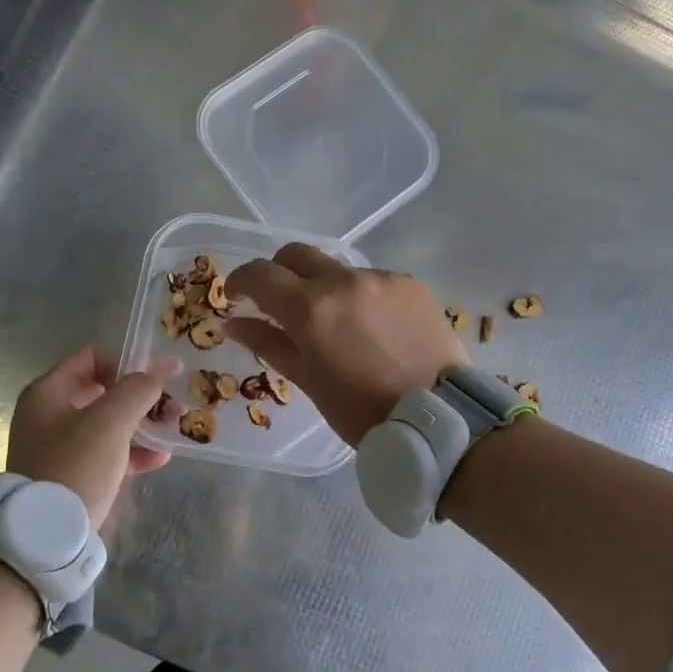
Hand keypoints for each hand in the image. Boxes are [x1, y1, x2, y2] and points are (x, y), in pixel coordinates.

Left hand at [7, 347, 180, 524]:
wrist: (47, 535)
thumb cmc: (76, 465)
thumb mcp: (110, 421)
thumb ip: (137, 389)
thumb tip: (156, 375)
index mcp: (48, 392)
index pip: (92, 358)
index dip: (127, 363)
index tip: (156, 380)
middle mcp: (49, 415)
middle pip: (103, 392)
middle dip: (141, 397)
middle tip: (171, 406)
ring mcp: (59, 447)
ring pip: (108, 424)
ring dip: (142, 424)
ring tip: (172, 430)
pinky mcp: (71, 475)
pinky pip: (107, 453)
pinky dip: (132, 452)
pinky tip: (160, 458)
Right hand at [225, 245, 467, 445]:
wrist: (437, 417)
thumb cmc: (362, 410)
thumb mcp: (308, 381)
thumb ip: (269, 344)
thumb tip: (234, 324)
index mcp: (310, 309)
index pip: (260, 274)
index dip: (241, 280)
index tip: (237, 295)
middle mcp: (343, 281)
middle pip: (296, 254)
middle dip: (280, 272)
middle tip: (280, 301)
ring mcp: (380, 278)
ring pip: (338, 268)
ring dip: (325, 287)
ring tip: (338, 324)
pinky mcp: (410, 283)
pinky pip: (373, 280)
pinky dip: (362, 296)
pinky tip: (374, 328)